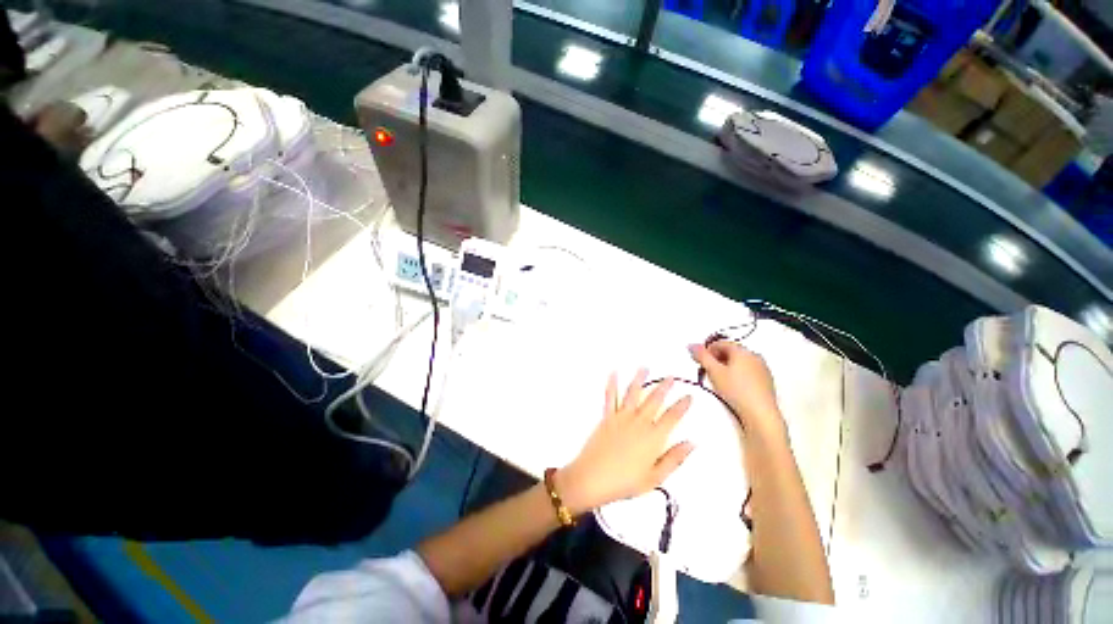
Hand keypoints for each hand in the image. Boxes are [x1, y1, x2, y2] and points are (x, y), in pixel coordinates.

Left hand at [556, 370, 693, 515]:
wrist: (592, 477)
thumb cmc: (625, 482)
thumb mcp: (655, 478)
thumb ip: (674, 458)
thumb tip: (691, 443)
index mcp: (653, 437)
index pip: (672, 417)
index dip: (682, 406)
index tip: (689, 396)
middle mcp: (639, 422)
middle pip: (654, 400)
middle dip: (664, 387)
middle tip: (671, 377)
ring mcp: (621, 417)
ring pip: (633, 393)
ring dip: (639, 379)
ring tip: (644, 368)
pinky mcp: (607, 416)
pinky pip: (610, 396)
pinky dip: (612, 384)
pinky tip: (614, 373)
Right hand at [689, 341, 785, 438]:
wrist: (760, 413)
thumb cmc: (735, 390)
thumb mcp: (714, 372)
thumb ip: (701, 356)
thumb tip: (691, 345)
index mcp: (742, 350)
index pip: (721, 343)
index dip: (708, 350)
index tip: (701, 362)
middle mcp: (754, 355)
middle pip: (731, 351)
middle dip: (717, 358)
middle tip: (708, 371)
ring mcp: (763, 368)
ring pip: (740, 362)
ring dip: (727, 366)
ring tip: (720, 380)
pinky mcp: (767, 380)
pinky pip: (748, 371)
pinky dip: (738, 374)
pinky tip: (734, 386)